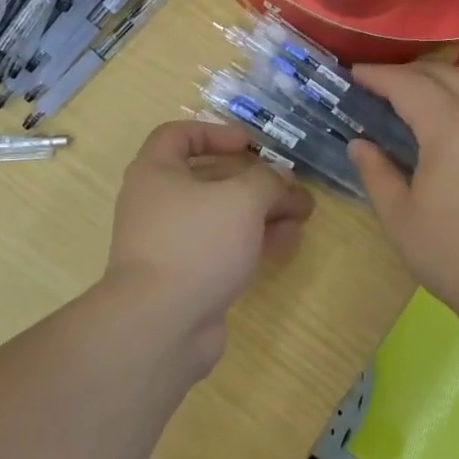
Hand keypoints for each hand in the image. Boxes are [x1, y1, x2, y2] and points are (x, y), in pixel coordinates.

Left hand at [103, 121, 314, 361]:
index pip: (179, 135)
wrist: (160, 325)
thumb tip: (279, 176)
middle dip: (257, 182)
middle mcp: (158, 203)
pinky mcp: (187, 275)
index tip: (251, 146)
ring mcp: (172, 242)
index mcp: (156, 172)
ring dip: (263, 212)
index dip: (216, 133)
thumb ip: (266, 180)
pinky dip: (253, 241)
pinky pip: (222, 248)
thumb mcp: (241, 199)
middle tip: (294, 187)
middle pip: (211, 180)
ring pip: (222, 217)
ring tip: (303, 215)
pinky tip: (288, 243)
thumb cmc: (195, 243)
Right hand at [348, 63, 458, 341]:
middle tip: (380, 85)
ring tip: (419, 96)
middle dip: (407, 73)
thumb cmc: (455, 256)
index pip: (407, 85)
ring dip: (443, 79)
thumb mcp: (400, 218)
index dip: (378, 75)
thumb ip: (376, 173)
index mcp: (450, 127)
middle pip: (443, 75)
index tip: (354, 74)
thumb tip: (359, 143)